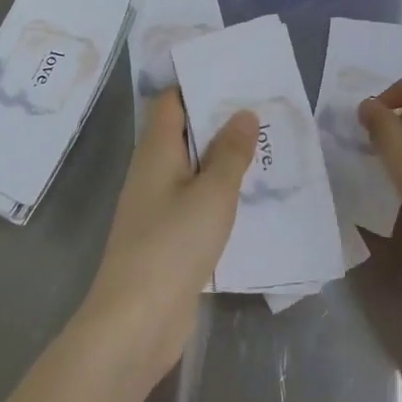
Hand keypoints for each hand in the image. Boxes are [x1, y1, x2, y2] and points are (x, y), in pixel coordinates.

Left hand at [80, 89, 256, 387]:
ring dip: (224, 160)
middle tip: (264, 112)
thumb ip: (231, 153)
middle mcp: (152, 172)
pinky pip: (195, 202)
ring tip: (267, 149)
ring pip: (193, 169)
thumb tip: (243, 113)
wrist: (135, 322)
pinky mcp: (167, 238)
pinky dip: (219, 194)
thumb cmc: (172, 245)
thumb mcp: (212, 193)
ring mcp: (157, 207)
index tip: (237, 79)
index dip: (199, 86)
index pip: (171, 101)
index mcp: (156, 150)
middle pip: (184, 133)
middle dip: (220, 122)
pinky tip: (251, 199)